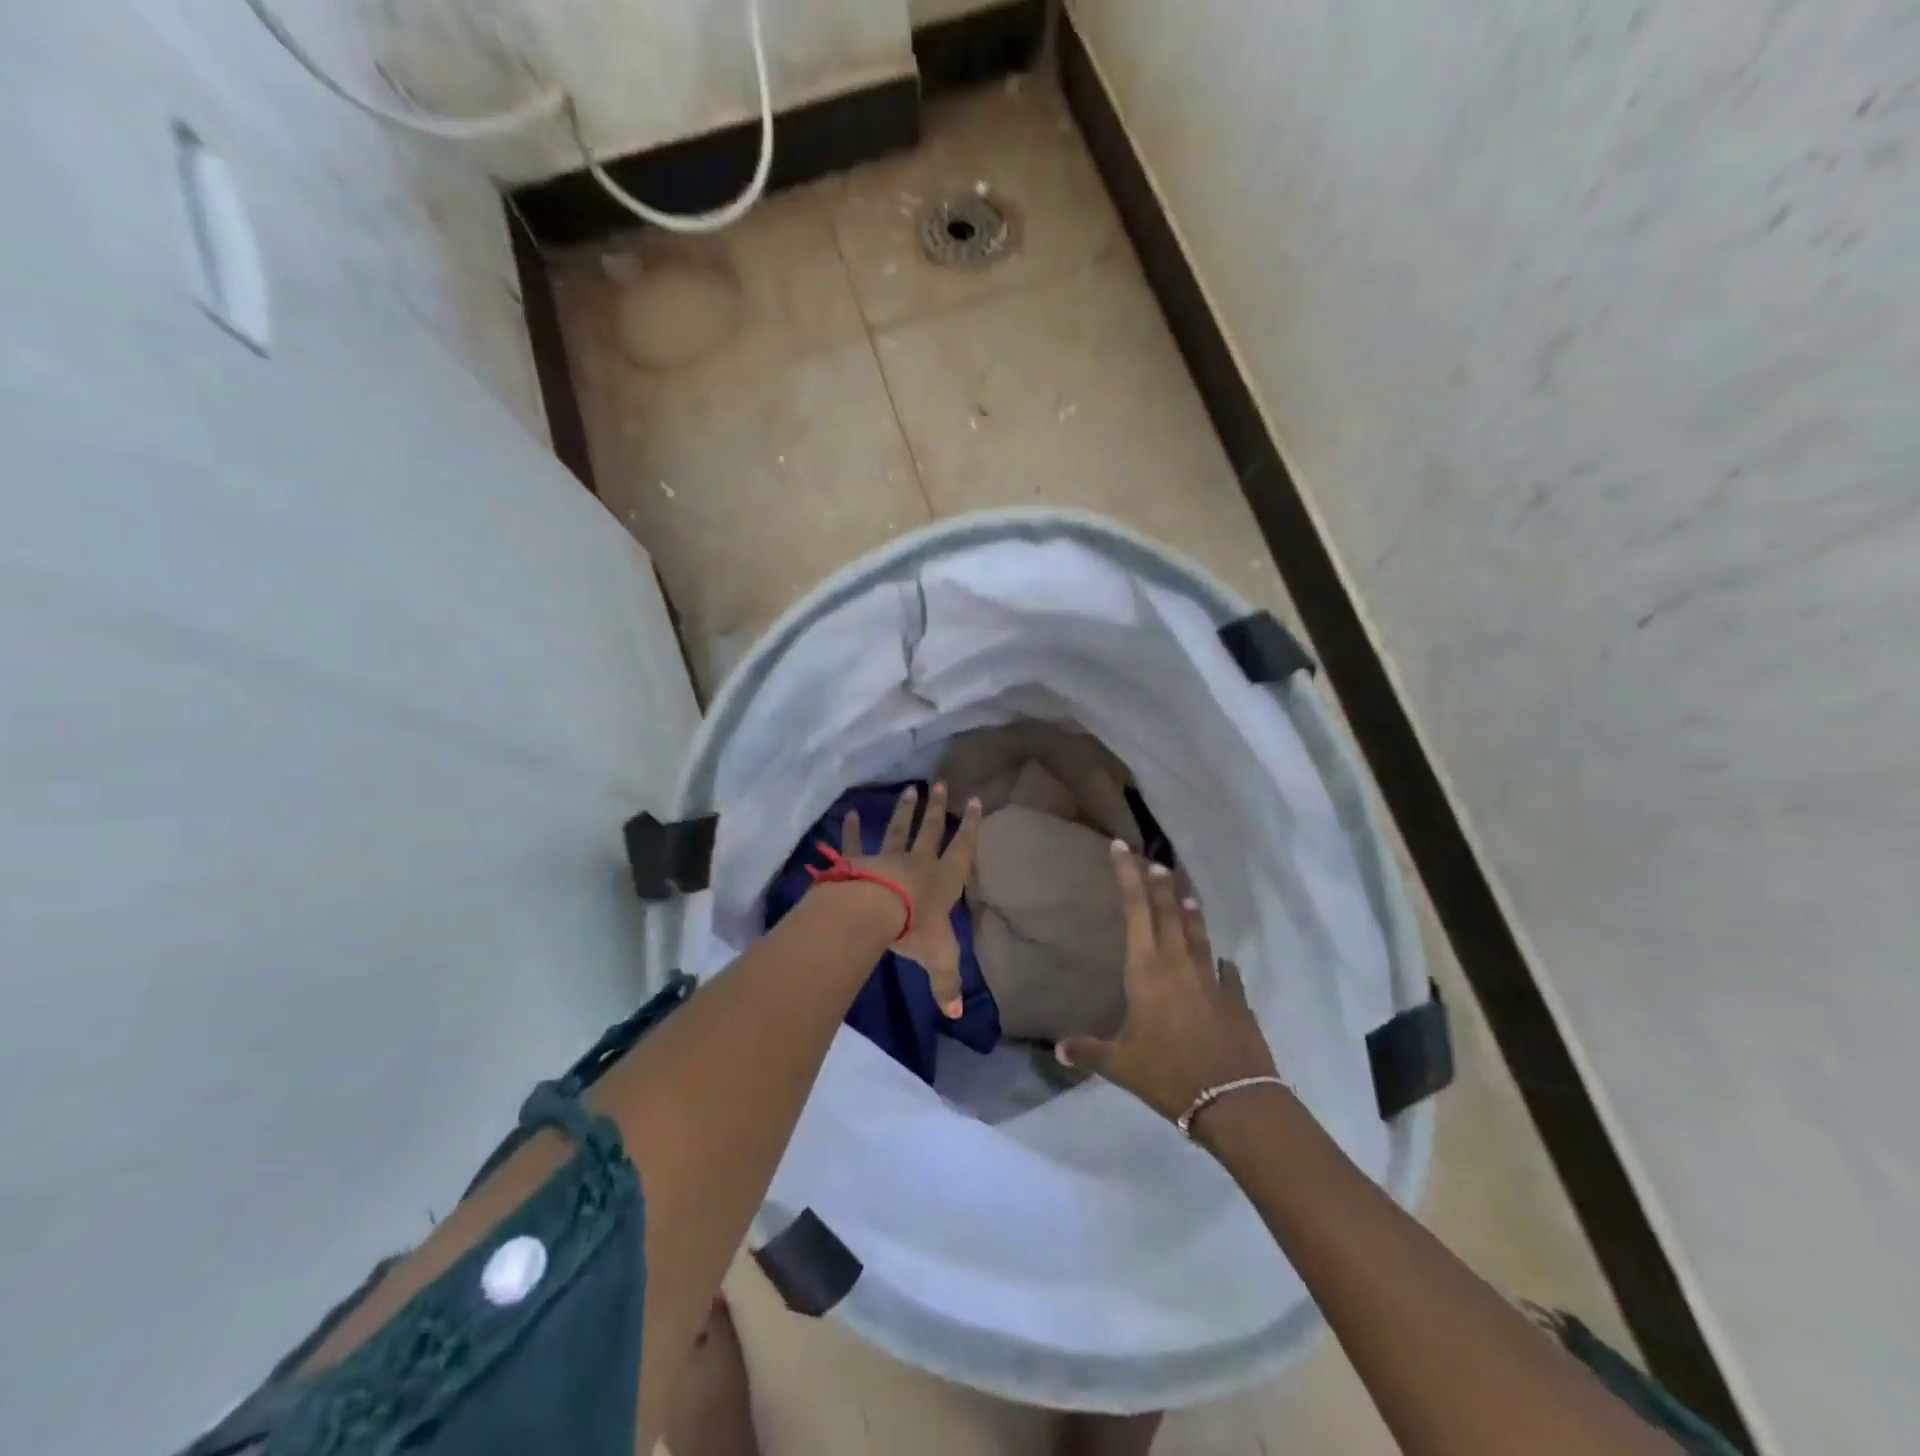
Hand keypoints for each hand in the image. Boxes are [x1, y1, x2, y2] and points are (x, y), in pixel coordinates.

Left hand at [841, 784, 981, 1018]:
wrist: (875, 912)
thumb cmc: (915, 930)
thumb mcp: (939, 959)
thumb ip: (947, 984)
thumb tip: (957, 1014)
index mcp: (944, 880)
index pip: (962, 849)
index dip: (971, 826)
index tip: (976, 801)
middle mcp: (919, 863)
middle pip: (931, 831)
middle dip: (938, 809)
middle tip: (942, 785)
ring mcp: (888, 858)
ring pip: (898, 830)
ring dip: (905, 811)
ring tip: (911, 790)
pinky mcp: (860, 861)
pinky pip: (855, 843)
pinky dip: (850, 830)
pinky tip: (848, 814)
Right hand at [1056, 843, 1278, 1121]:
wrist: (1235, 1101)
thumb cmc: (1168, 1074)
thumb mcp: (1120, 1065)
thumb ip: (1089, 1051)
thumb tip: (1058, 1049)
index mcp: (1147, 971)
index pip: (1136, 910)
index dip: (1127, 876)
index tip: (1121, 848)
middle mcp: (1180, 965)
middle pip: (1168, 913)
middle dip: (1158, 884)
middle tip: (1153, 861)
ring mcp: (1212, 981)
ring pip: (1198, 936)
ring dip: (1190, 914)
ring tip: (1185, 895)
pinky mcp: (1236, 1001)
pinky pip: (1226, 973)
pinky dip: (1219, 963)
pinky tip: (1222, 963)